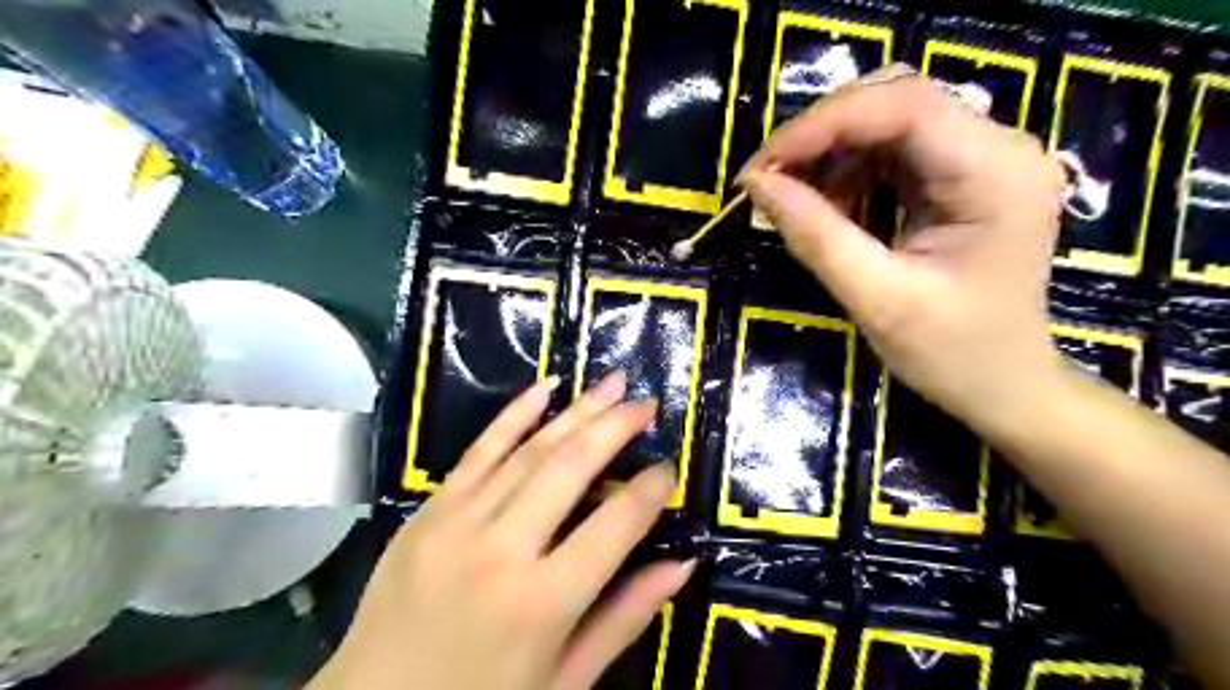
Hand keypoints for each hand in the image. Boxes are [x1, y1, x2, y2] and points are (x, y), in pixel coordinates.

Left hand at [308, 373, 691, 689]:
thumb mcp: (564, 681)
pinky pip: (477, 451)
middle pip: (572, 468)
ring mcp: (458, 522)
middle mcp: (502, 550)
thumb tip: (682, 564)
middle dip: (616, 427)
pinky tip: (544, 387)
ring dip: (577, 411)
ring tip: (612, 383)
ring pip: (530, 451)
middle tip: (647, 403)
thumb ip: (624, 618)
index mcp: (542, 602)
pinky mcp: (428, 510)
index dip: (650, 490)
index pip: (615, 524)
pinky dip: (513, 415)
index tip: (669, 466)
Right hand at [738, 71, 1066, 425]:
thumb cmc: (952, 353)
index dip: (822, 125)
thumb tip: (758, 185)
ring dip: (831, 153)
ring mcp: (982, 159)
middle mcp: (999, 147)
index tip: (761, 166)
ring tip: (793, 199)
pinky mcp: (961, 177)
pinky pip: (893, 151)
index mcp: (995, 173)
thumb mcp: (877, 298)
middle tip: (769, 178)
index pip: (904, 106)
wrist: (1003, 385)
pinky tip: (829, 208)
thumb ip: (816, 236)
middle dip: (822, 133)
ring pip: (889, 120)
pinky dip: (848, 171)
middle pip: (896, 100)